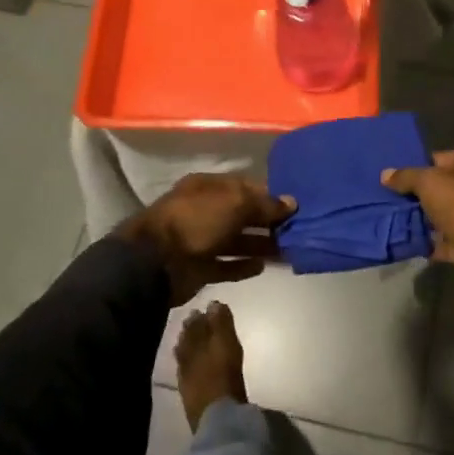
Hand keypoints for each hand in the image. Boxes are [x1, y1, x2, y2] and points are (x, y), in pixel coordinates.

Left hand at [119, 173, 295, 305]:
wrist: (156, 262)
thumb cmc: (196, 220)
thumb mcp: (235, 203)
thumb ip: (265, 204)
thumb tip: (291, 203)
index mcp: (209, 187)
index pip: (245, 187)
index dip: (269, 194)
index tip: (294, 205)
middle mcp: (205, 211)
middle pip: (242, 214)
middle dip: (268, 221)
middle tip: (297, 230)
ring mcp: (201, 240)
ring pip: (237, 241)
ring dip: (261, 245)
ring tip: (287, 251)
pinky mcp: (200, 268)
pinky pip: (226, 265)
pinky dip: (243, 266)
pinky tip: (263, 267)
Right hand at [381, 150, 453, 303]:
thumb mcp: (430, 182)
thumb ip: (408, 176)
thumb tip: (386, 175)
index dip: (431, 162)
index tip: (407, 171)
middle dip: (430, 193)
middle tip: (402, 195)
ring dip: (433, 219)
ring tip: (404, 217)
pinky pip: (453, 242)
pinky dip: (436, 242)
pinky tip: (415, 240)